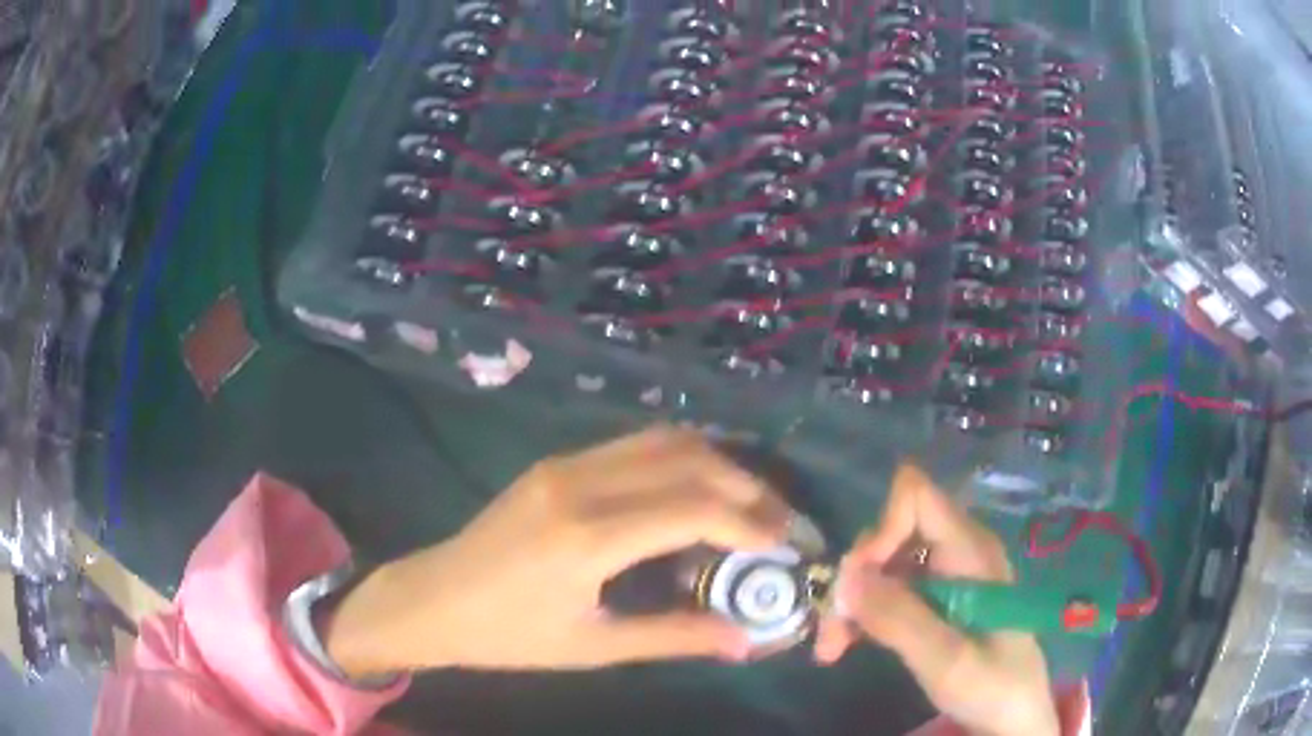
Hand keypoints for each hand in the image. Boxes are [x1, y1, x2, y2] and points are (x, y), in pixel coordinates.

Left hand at [323, 427, 790, 676]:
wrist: (432, 599)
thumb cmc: (507, 635)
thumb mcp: (592, 647)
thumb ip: (673, 638)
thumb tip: (743, 640)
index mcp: (586, 537)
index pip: (693, 508)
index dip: (750, 522)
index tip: (787, 544)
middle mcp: (579, 484)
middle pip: (687, 459)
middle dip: (746, 487)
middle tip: (779, 522)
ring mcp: (565, 464)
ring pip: (663, 440)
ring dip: (716, 465)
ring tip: (748, 505)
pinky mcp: (556, 463)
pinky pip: (634, 446)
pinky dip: (681, 461)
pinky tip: (696, 494)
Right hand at [814, 464, 1059, 735]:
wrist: (1013, 714)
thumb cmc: (993, 686)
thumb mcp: (948, 660)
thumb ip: (900, 619)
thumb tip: (844, 576)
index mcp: (971, 552)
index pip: (917, 497)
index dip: (881, 529)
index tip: (859, 583)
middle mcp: (957, 552)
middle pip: (892, 533)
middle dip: (856, 577)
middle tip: (832, 630)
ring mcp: (946, 576)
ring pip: (883, 565)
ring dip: (851, 601)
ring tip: (830, 649)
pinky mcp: (935, 600)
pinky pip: (889, 591)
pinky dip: (862, 614)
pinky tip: (843, 646)